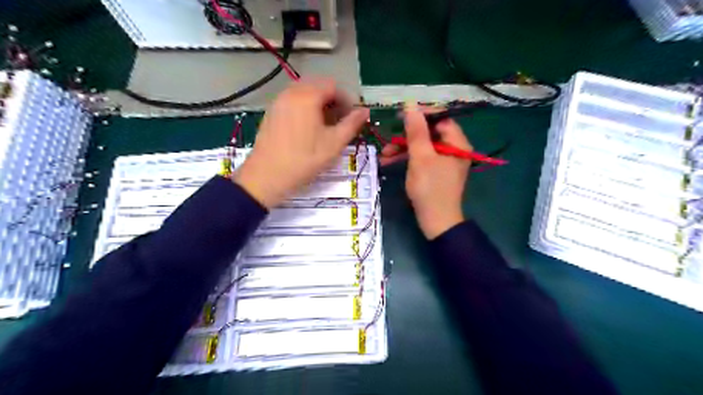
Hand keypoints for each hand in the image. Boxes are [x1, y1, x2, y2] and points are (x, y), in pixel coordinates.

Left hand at [234, 79, 369, 208]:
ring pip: (304, 93)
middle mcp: (291, 92)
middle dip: (333, 101)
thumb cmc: (304, 160)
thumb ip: (351, 124)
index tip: (352, 118)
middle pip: (318, 86)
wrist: (266, 176)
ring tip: (325, 126)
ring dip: (319, 104)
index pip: (333, 86)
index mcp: (308, 96)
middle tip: (340, 121)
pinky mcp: (271, 112)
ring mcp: (278, 101)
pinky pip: (293, 101)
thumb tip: (365, 111)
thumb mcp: (334, 144)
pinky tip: (307, 128)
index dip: (347, 100)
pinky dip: (305, 108)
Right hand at [383, 105, 474, 238]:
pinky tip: (389, 162)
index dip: (421, 114)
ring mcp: (445, 161)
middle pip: (429, 133)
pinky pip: (422, 158)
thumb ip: (416, 131)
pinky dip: (407, 159)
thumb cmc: (430, 188)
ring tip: (384, 154)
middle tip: (389, 137)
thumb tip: (411, 106)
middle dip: (407, 136)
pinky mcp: (436, 171)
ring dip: (403, 148)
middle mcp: (454, 149)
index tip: (401, 115)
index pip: (440, 118)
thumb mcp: (420, 157)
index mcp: (457, 143)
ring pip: (423, 146)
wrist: (436, 221)